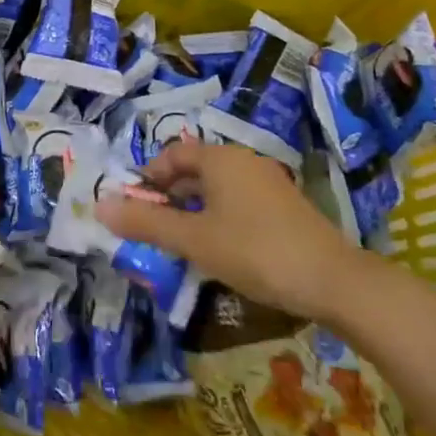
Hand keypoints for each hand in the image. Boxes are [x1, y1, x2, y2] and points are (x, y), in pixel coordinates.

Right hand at [95, 138, 373, 319]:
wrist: (335, 281)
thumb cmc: (255, 251)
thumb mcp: (193, 239)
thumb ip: (147, 222)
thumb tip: (100, 206)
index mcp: (219, 158)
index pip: (172, 154)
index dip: (149, 177)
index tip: (135, 205)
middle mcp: (243, 160)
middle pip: (195, 169)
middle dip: (170, 194)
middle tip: (153, 226)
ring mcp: (268, 183)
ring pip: (218, 188)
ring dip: (194, 209)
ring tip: (182, 241)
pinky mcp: (286, 208)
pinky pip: (239, 202)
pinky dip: (220, 217)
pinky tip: (221, 249)